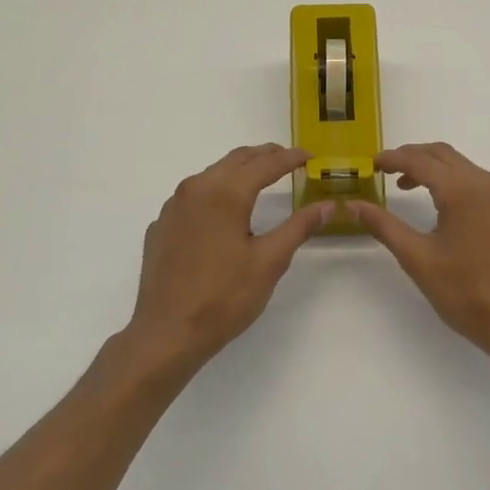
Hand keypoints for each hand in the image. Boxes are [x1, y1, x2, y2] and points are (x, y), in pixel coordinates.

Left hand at [116, 145, 334, 378]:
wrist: (166, 334)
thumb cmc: (224, 297)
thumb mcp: (269, 262)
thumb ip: (299, 227)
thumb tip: (328, 205)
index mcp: (224, 193)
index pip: (265, 164)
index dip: (290, 158)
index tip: (310, 156)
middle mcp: (195, 189)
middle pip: (235, 160)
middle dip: (264, 156)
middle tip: (288, 159)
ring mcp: (173, 207)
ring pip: (212, 175)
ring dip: (239, 171)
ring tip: (260, 179)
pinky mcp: (161, 226)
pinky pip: (193, 196)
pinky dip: (216, 192)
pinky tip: (224, 212)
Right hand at [348, 143, 489, 366]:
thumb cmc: (466, 292)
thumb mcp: (418, 259)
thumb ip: (384, 226)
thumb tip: (354, 205)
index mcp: (463, 190)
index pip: (421, 161)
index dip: (393, 159)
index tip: (373, 164)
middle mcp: (488, 184)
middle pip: (445, 156)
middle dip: (414, 157)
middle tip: (388, 170)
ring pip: (466, 169)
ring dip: (437, 171)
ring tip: (411, 188)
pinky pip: (483, 186)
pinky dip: (459, 185)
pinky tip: (448, 210)